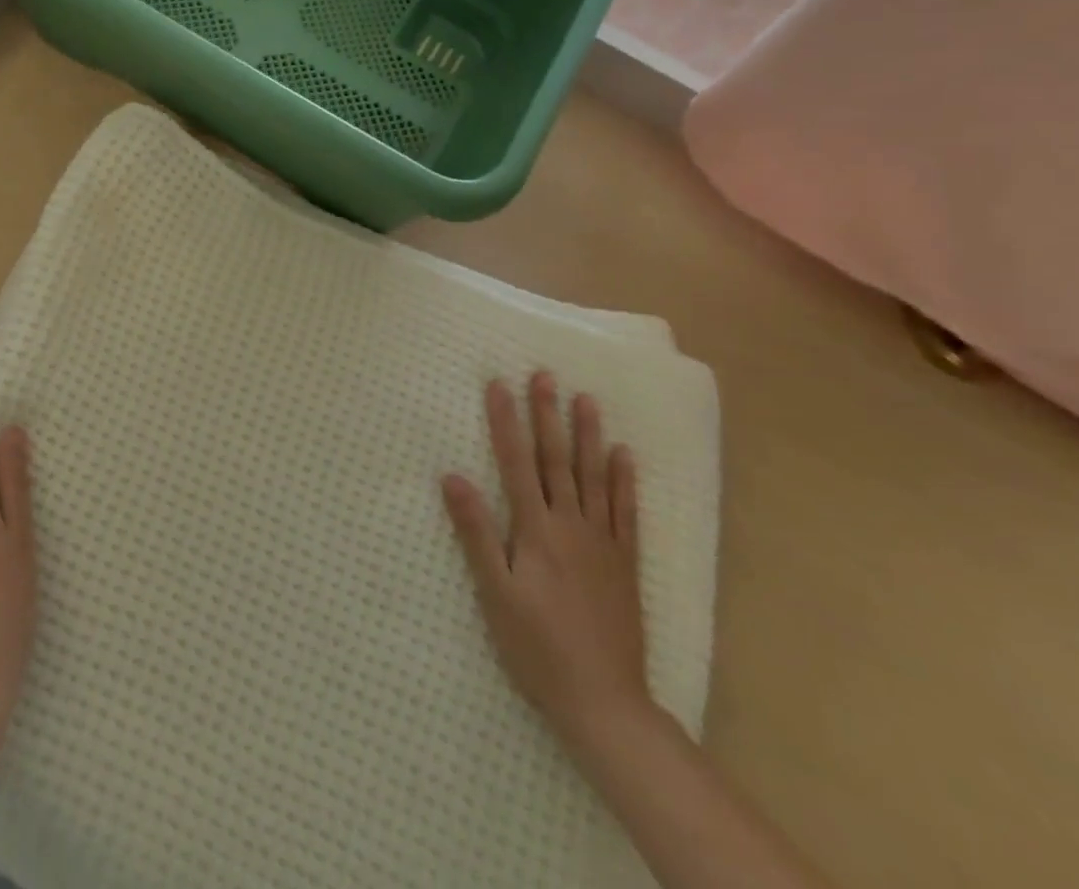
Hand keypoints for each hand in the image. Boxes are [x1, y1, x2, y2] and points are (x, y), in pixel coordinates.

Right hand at [441, 371, 649, 752]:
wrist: (605, 702)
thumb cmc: (537, 647)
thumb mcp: (495, 593)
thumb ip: (476, 533)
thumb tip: (453, 477)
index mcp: (536, 531)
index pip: (516, 463)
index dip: (506, 422)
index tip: (499, 385)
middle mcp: (571, 526)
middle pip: (557, 460)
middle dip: (548, 415)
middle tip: (546, 375)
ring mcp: (603, 543)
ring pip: (594, 477)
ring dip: (589, 436)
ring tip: (587, 400)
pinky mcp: (625, 564)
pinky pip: (626, 512)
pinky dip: (625, 481)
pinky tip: (624, 455)